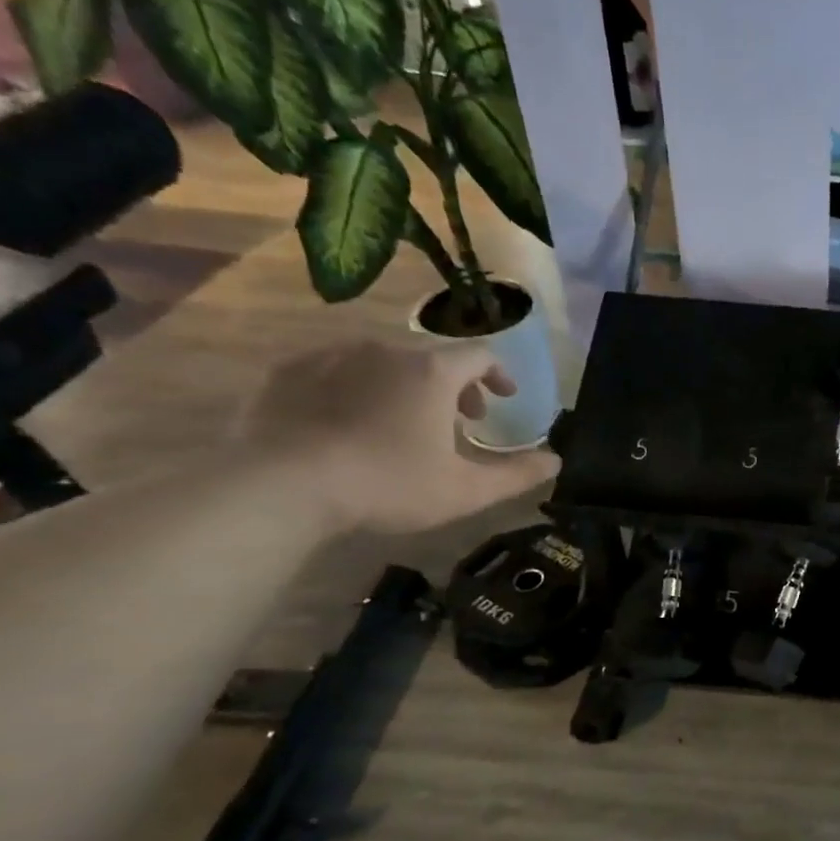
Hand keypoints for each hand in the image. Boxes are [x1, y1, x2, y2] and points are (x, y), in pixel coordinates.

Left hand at [239, 340, 559, 533]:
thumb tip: (557, 460)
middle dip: (454, 386)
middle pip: (432, 358)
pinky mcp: (287, 372)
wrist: (283, 486)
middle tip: (460, 421)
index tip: (505, 398)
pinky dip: (356, 388)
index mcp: (432, 372)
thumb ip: (518, 474)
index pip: (480, 356)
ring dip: (405, 386)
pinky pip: (336, 370)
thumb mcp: (467, 490)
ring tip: (404, 422)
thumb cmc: (390, 484)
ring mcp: (331, 356)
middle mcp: (385, 350)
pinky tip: (351, 421)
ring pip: (383, 362)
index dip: (499, 375)